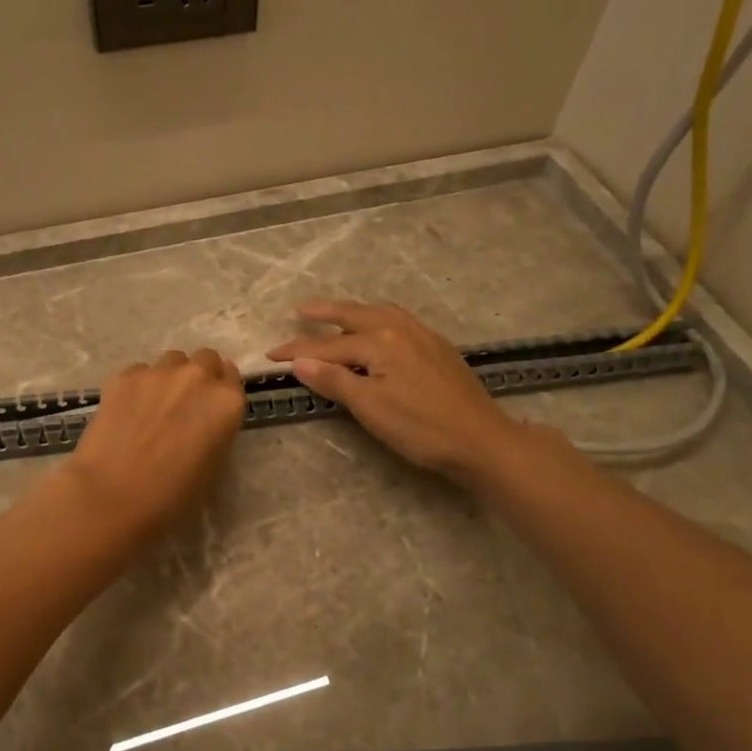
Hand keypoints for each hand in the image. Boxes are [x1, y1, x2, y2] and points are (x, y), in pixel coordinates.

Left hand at [67, 348, 245, 541]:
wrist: (113, 496)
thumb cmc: (171, 496)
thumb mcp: (213, 466)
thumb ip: (216, 431)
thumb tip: (203, 422)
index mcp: (226, 402)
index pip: (232, 378)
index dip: (221, 391)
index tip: (210, 407)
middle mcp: (197, 377)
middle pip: (206, 359)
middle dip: (199, 376)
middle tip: (185, 405)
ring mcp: (159, 372)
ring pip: (172, 360)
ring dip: (170, 376)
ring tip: (155, 406)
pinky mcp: (125, 376)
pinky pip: (140, 372)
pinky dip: (139, 387)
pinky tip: (127, 413)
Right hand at [267, 300, 554, 483]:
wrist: (481, 440)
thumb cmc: (420, 428)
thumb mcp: (370, 407)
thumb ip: (334, 380)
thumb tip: (300, 361)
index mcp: (381, 341)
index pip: (329, 345)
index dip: (298, 350)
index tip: (270, 355)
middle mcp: (401, 328)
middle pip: (355, 316)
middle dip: (325, 313)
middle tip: (300, 310)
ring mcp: (423, 335)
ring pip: (380, 313)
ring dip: (353, 311)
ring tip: (336, 313)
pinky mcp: (438, 347)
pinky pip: (398, 320)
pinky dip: (377, 318)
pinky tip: (379, 329)